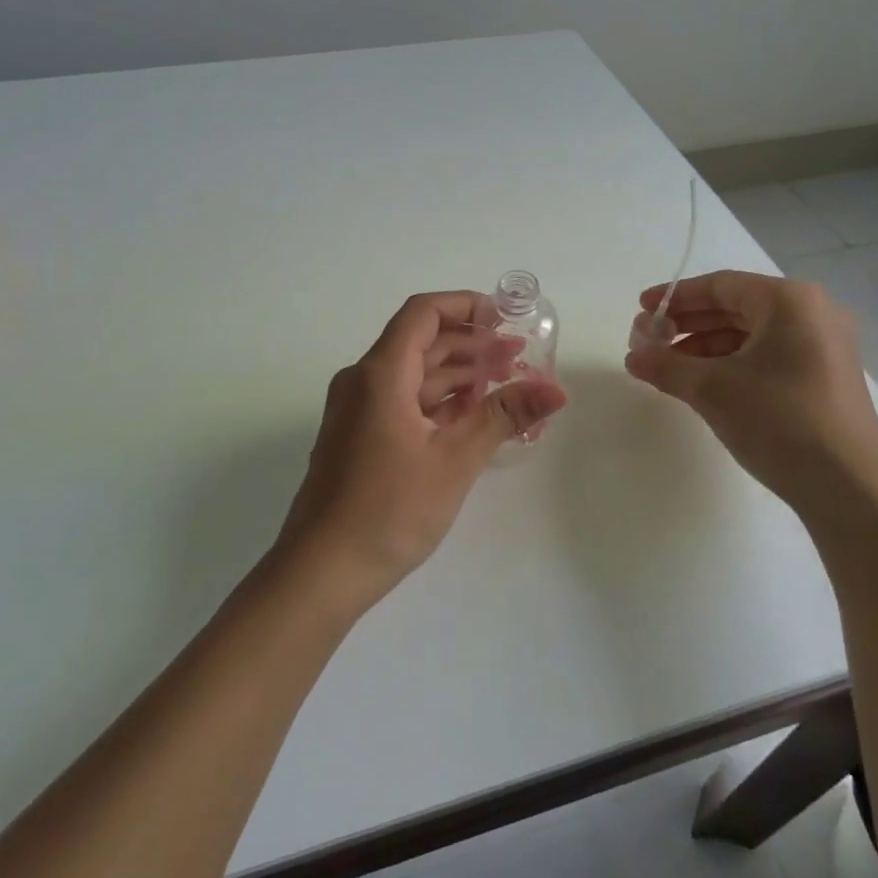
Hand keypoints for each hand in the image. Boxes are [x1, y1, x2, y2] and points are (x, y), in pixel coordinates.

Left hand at [277, 291, 568, 609]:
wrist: (322, 571)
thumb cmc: (389, 509)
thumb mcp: (455, 460)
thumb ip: (503, 416)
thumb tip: (556, 390)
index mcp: (380, 374)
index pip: (422, 313)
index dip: (464, 305)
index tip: (504, 317)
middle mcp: (363, 382)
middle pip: (420, 342)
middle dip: (470, 343)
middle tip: (518, 356)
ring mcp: (357, 411)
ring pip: (412, 375)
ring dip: (457, 374)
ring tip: (504, 384)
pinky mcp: (358, 438)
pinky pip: (402, 402)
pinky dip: (437, 401)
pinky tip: (471, 416)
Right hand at [624, 271, 877, 501]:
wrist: (849, 488)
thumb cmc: (778, 420)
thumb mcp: (711, 389)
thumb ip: (666, 365)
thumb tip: (633, 356)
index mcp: (789, 301)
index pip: (721, 286)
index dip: (676, 297)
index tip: (642, 309)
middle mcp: (813, 313)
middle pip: (737, 307)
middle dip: (689, 324)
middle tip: (650, 340)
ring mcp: (824, 346)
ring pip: (752, 334)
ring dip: (706, 347)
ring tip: (669, 368)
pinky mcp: (826, 377)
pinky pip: (769, 356)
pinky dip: (733, 364)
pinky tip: (704, 384)